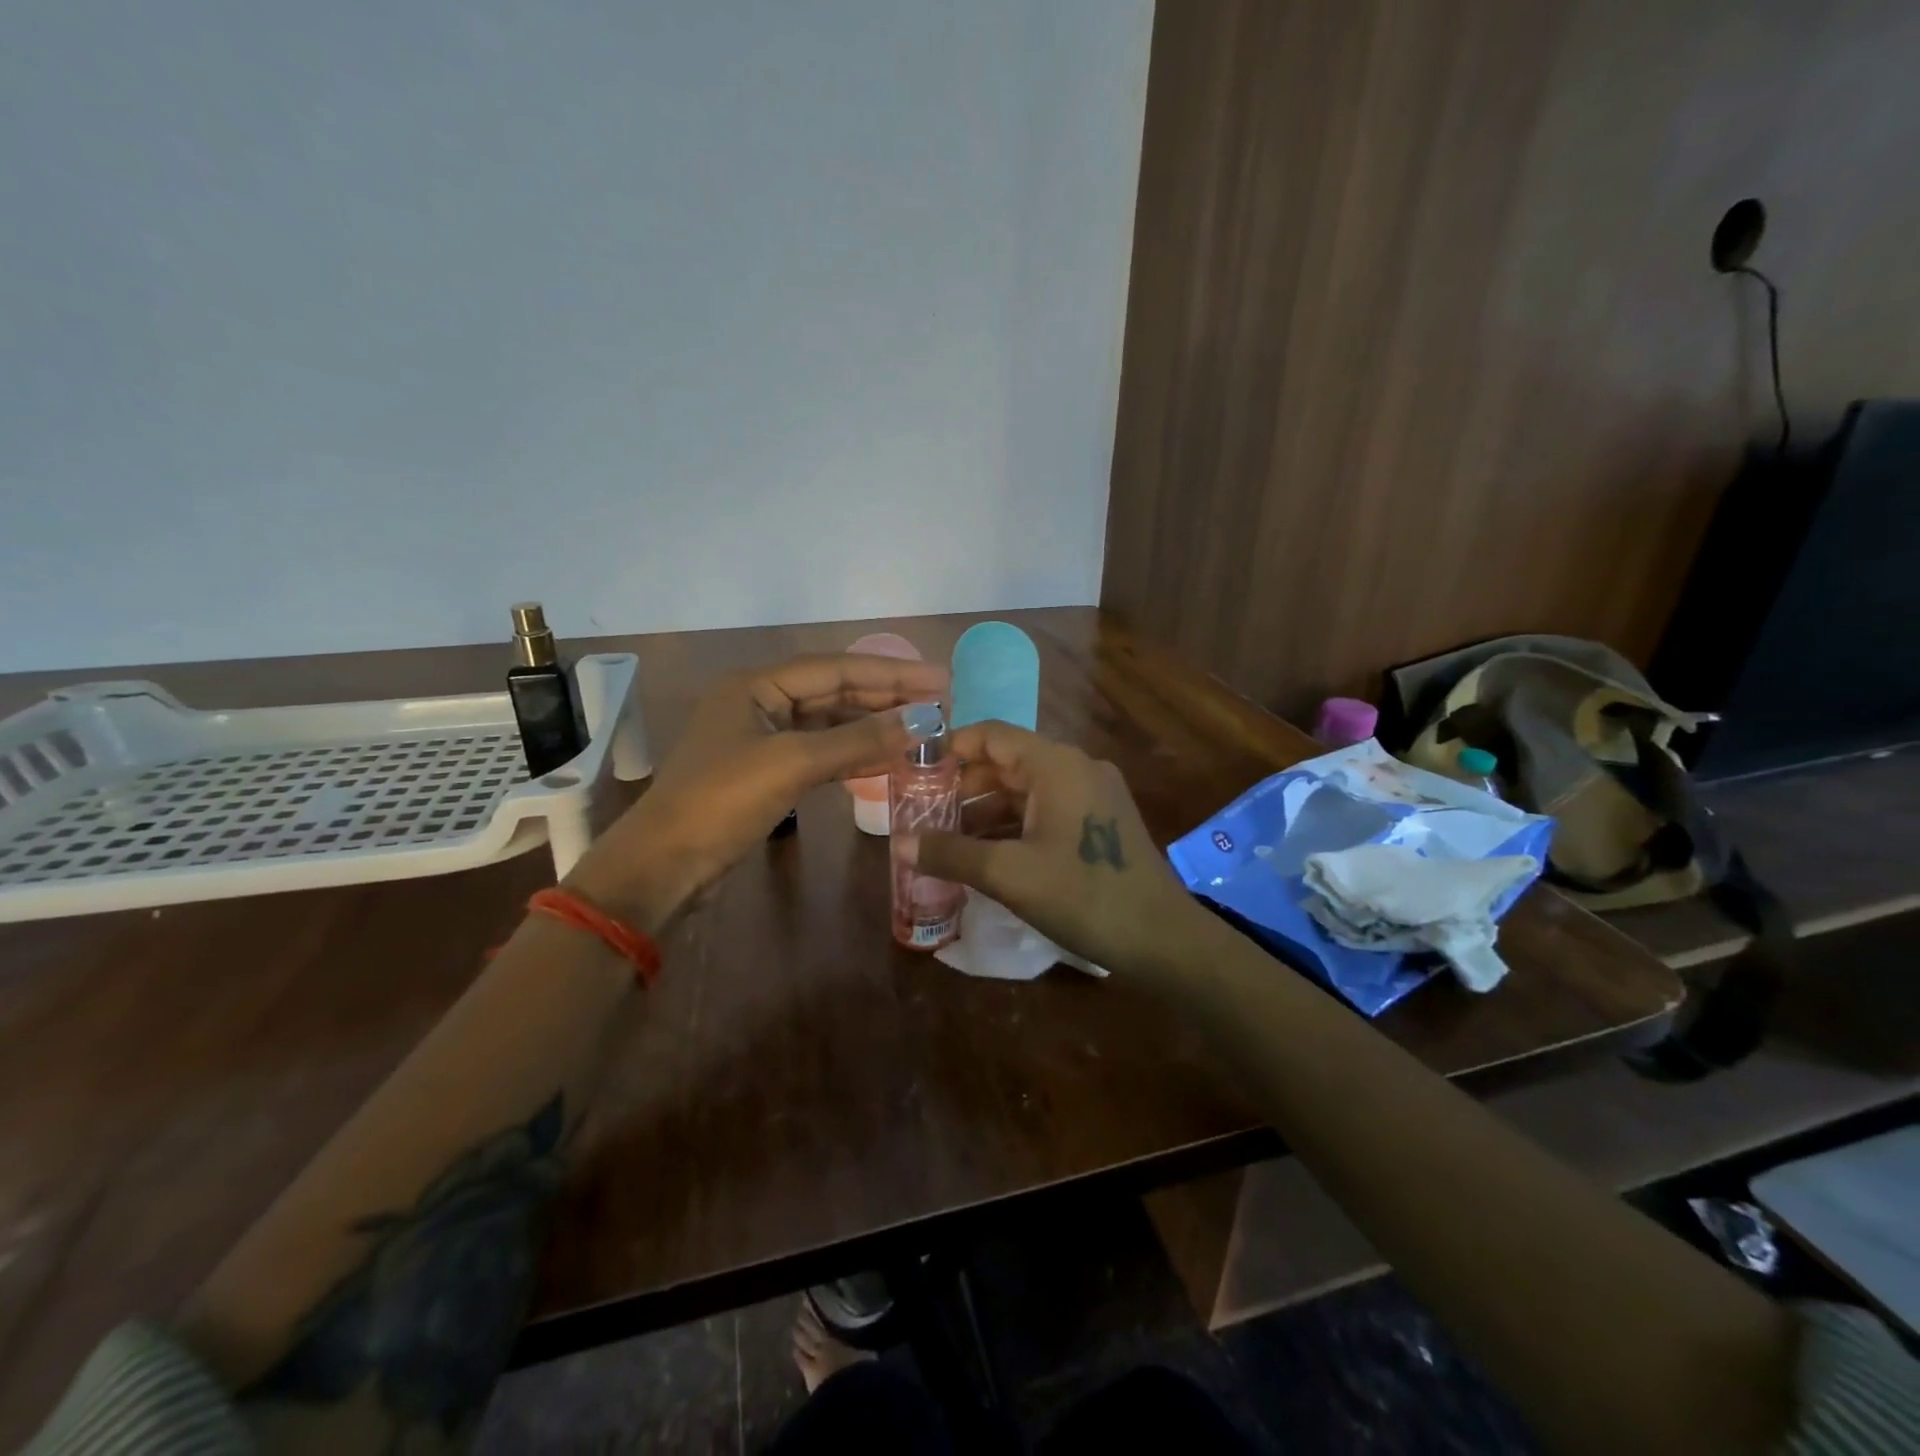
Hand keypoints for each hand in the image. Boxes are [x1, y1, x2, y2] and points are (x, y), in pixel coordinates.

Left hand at [568, 653, 947, 930]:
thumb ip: (858, 740)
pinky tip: (886, 760)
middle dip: (887, 697)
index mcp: (757, 685)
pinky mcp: (767, 772)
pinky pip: (821, 752)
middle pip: (835, 691)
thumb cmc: (720, 803)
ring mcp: (763, 739)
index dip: (892, 673)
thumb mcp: (792, 764)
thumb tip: (922, 722)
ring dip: (874, 726)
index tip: (940, 680)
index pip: (837, 668)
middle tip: (941, 704)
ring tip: (922, 729)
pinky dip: (854, 755)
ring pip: (830, 723)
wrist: (663, 867)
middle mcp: (761, 703)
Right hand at [903, 721, 1208, 978]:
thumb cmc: (1083, 895)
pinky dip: (1013, 824)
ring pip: (1026, 789)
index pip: (992, 735)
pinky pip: (1045, 809)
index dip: (949, 747)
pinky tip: (986, 853)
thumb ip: (951, 853)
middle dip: (963, 785)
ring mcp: (1092, 794)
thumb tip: (899, 844)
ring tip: (945, 837)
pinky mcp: (1100, 821)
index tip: (913, 769)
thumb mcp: (1009, 874)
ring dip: (986, 809)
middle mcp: (1075, 767)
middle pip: (1007, 762)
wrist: (1162, 938)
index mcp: (1056, 764)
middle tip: (922, 811)